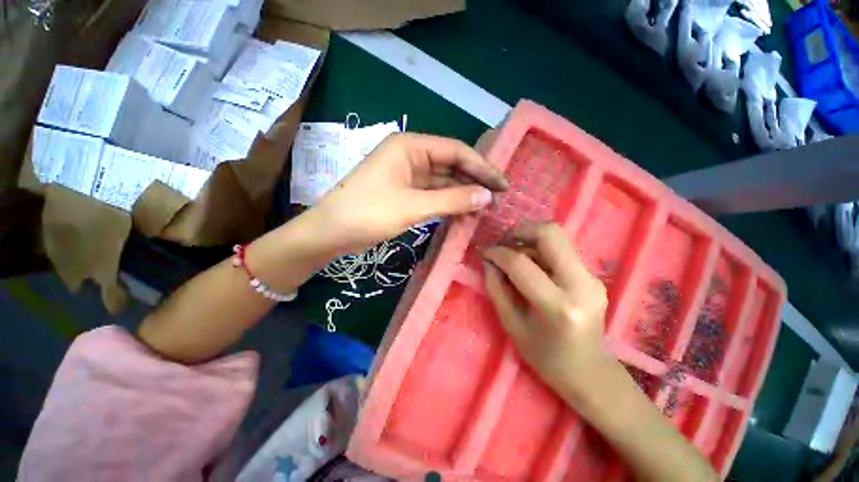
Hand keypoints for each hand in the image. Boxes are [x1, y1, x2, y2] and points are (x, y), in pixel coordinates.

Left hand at [311, 133, 508, 253]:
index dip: (482, 167)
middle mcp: (411, 155)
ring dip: (462, 194)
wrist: (330, 233)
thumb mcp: (413, 206)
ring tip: (485, 209)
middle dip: (474, 181)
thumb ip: (452, 200)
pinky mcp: (404, 192)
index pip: (456, 151)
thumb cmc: (368, 213)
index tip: (503, 184)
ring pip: (443, 181)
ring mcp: (407, 175)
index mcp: (410, 146)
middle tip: (498, 199)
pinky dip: (448, 203)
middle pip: (451, 165)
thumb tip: (487, 196)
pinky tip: (464, 213)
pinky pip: (433, 194)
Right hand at [483, 223, 613, 405]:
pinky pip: (563, 250)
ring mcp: (592, 279)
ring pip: (559, 238)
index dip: (498, 253)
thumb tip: (488, 262)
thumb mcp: (512, 325)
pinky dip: (541, 250)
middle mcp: (581, 286)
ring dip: (531, 239)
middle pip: (551, 234)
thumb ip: (496, 289)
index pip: (521, 264)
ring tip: (514, 255)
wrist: (589, 371)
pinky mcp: (594, 276)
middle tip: (503, 242)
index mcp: (558, 307)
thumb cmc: (545, 357)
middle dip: (521, 231)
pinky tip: (531, 265)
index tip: (485, 251)